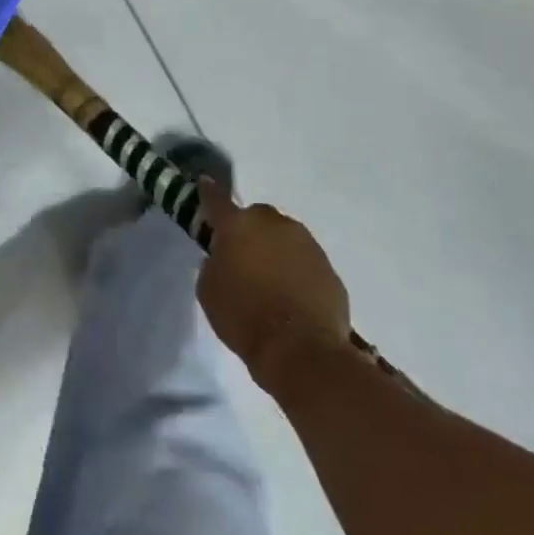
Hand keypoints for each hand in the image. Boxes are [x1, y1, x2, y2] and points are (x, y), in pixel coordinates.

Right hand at [196, 179, 351, 392]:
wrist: (301, 350)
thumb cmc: (244, 317)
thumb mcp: (208, 290)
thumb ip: (213, 264)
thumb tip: (225, 258)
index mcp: (238, 226)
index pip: (217, 200)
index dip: (209, 192)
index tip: (205, 184)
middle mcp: (274, 224)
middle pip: (257, 217)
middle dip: (249, 231)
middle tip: (243, 257)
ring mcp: (306, 244)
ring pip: (284, 237)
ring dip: (275, 250)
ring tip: (270, 281)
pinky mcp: (329, 268)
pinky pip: (305, 262)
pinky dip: (296, 272)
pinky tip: (291, 297)